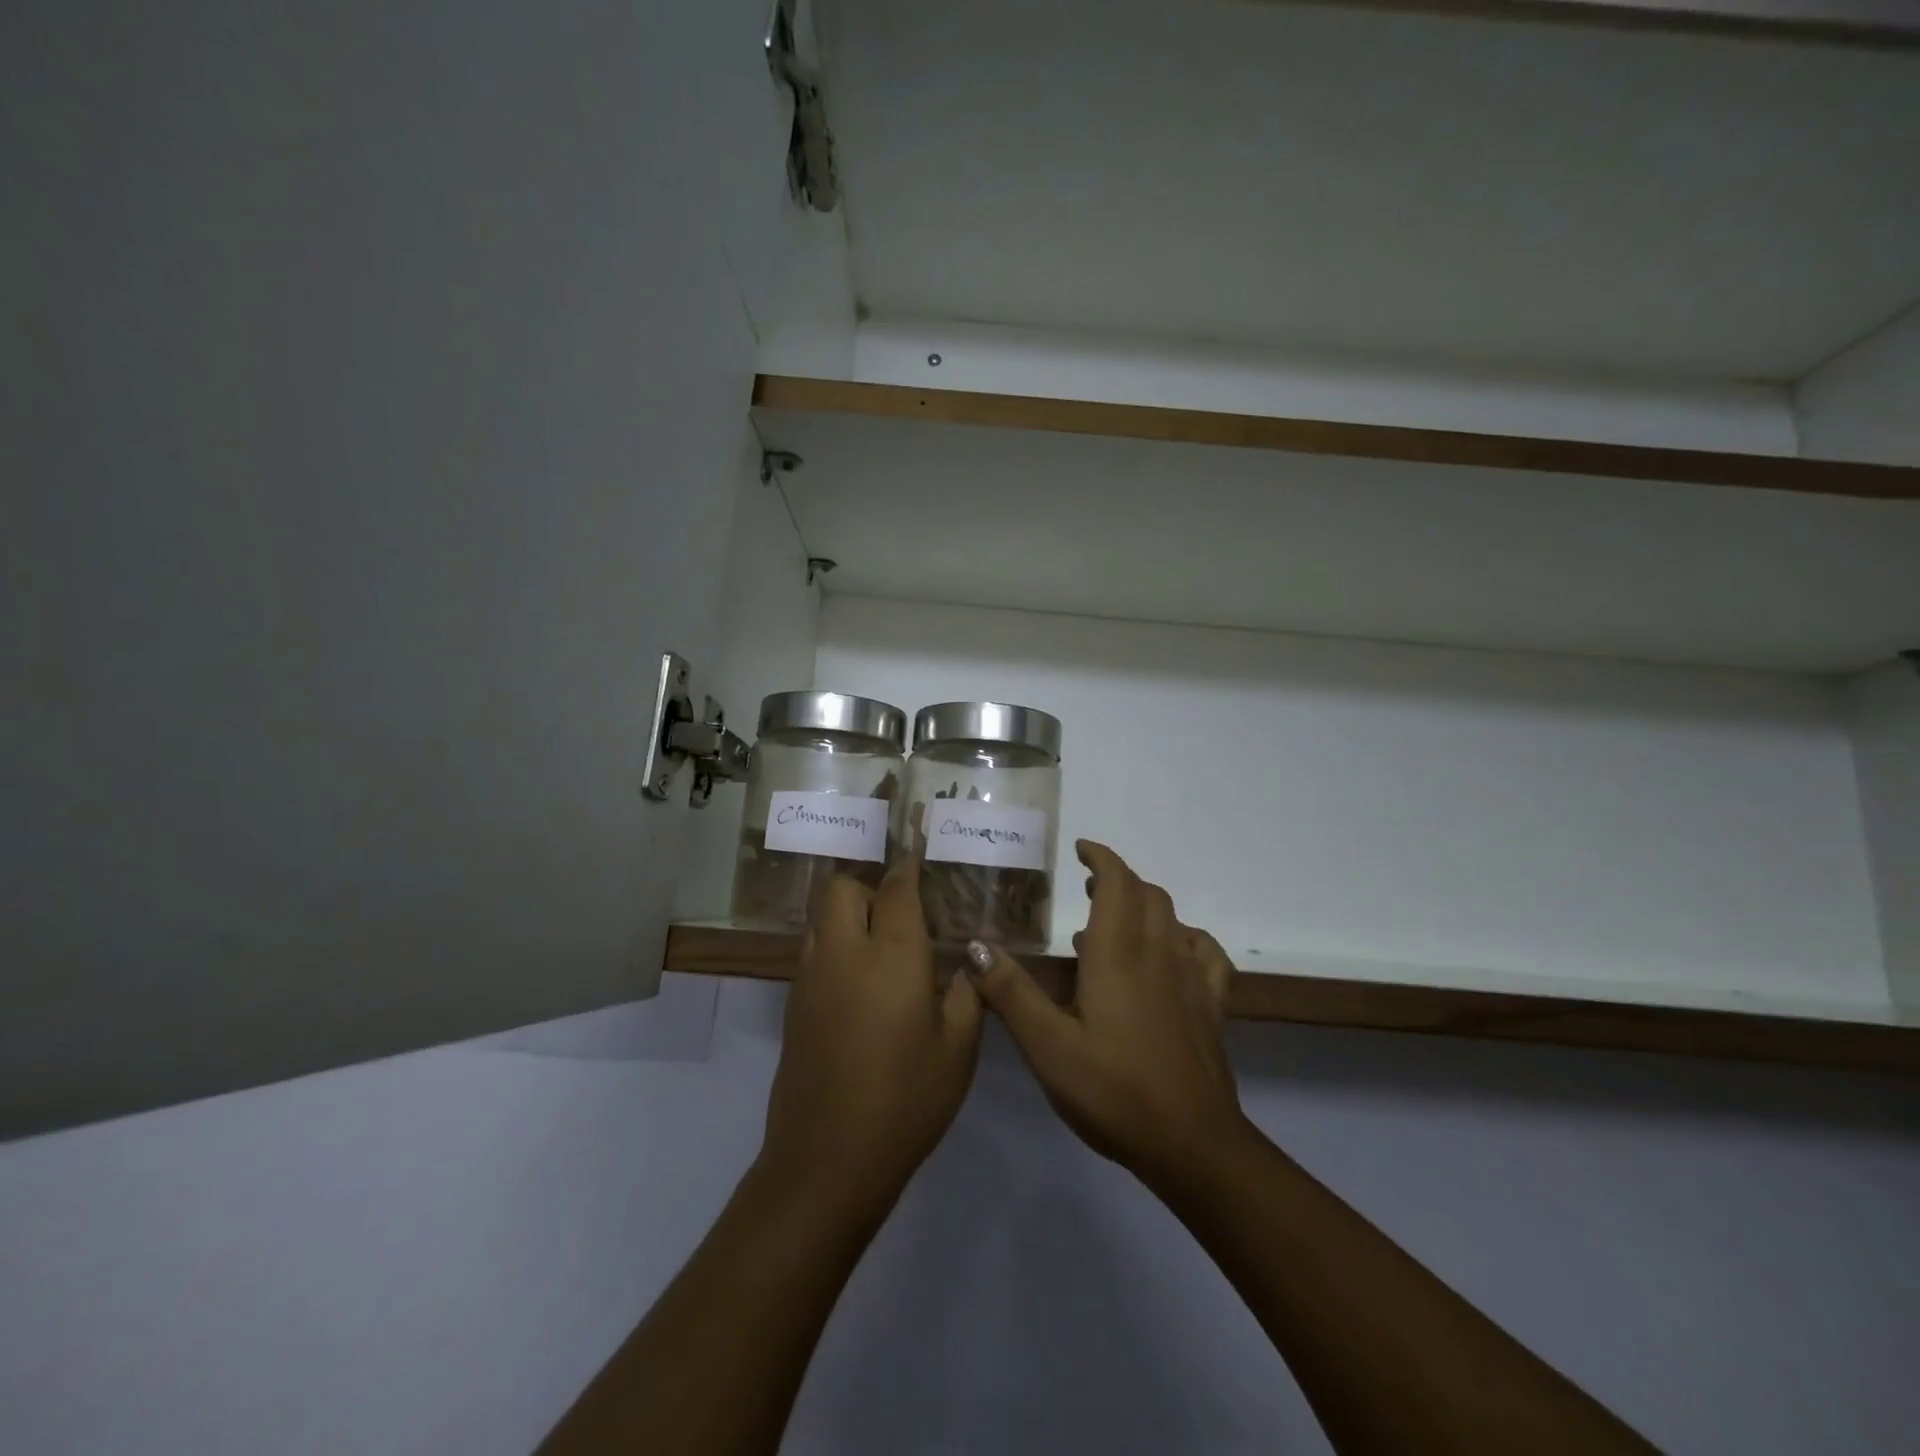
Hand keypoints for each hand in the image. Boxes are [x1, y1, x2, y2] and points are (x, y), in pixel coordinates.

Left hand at [759, 861, 983, 1212]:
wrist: (827, 1159)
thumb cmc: (905, 1100)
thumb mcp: (958, 1050)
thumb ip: (967, 994)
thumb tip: (967, 962)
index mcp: (892, 956)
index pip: (897, 889)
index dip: (908, 864)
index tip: (918, 845)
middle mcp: (844, 952)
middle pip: (843, 888)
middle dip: (870, 887)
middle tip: (900, 915)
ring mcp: (811, 977)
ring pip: (823, 916)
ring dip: (848, 914)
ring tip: (880, 945)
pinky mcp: (793, 1003)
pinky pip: (813, 949)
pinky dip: (834, 945)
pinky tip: (858, 982)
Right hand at [967, 841, 1242, 1190]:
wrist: (1192, 1144)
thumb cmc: (1113, 1091)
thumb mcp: (1047, 1046)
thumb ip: (1011, 993)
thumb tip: (976, 947)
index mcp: (1118, 954)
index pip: (1117, 883)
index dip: (1102, 858)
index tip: (1082, 849)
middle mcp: (1159, 953)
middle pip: (1147, 894)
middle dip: (1119, 880)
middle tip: (1088, 889)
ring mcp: (1192, 979)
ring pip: (1174, 919)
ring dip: (1146, 906)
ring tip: (1117, 922)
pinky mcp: (1212, 1007)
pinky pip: (1206, 954)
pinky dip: (1186, 939)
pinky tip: (1173, 955)